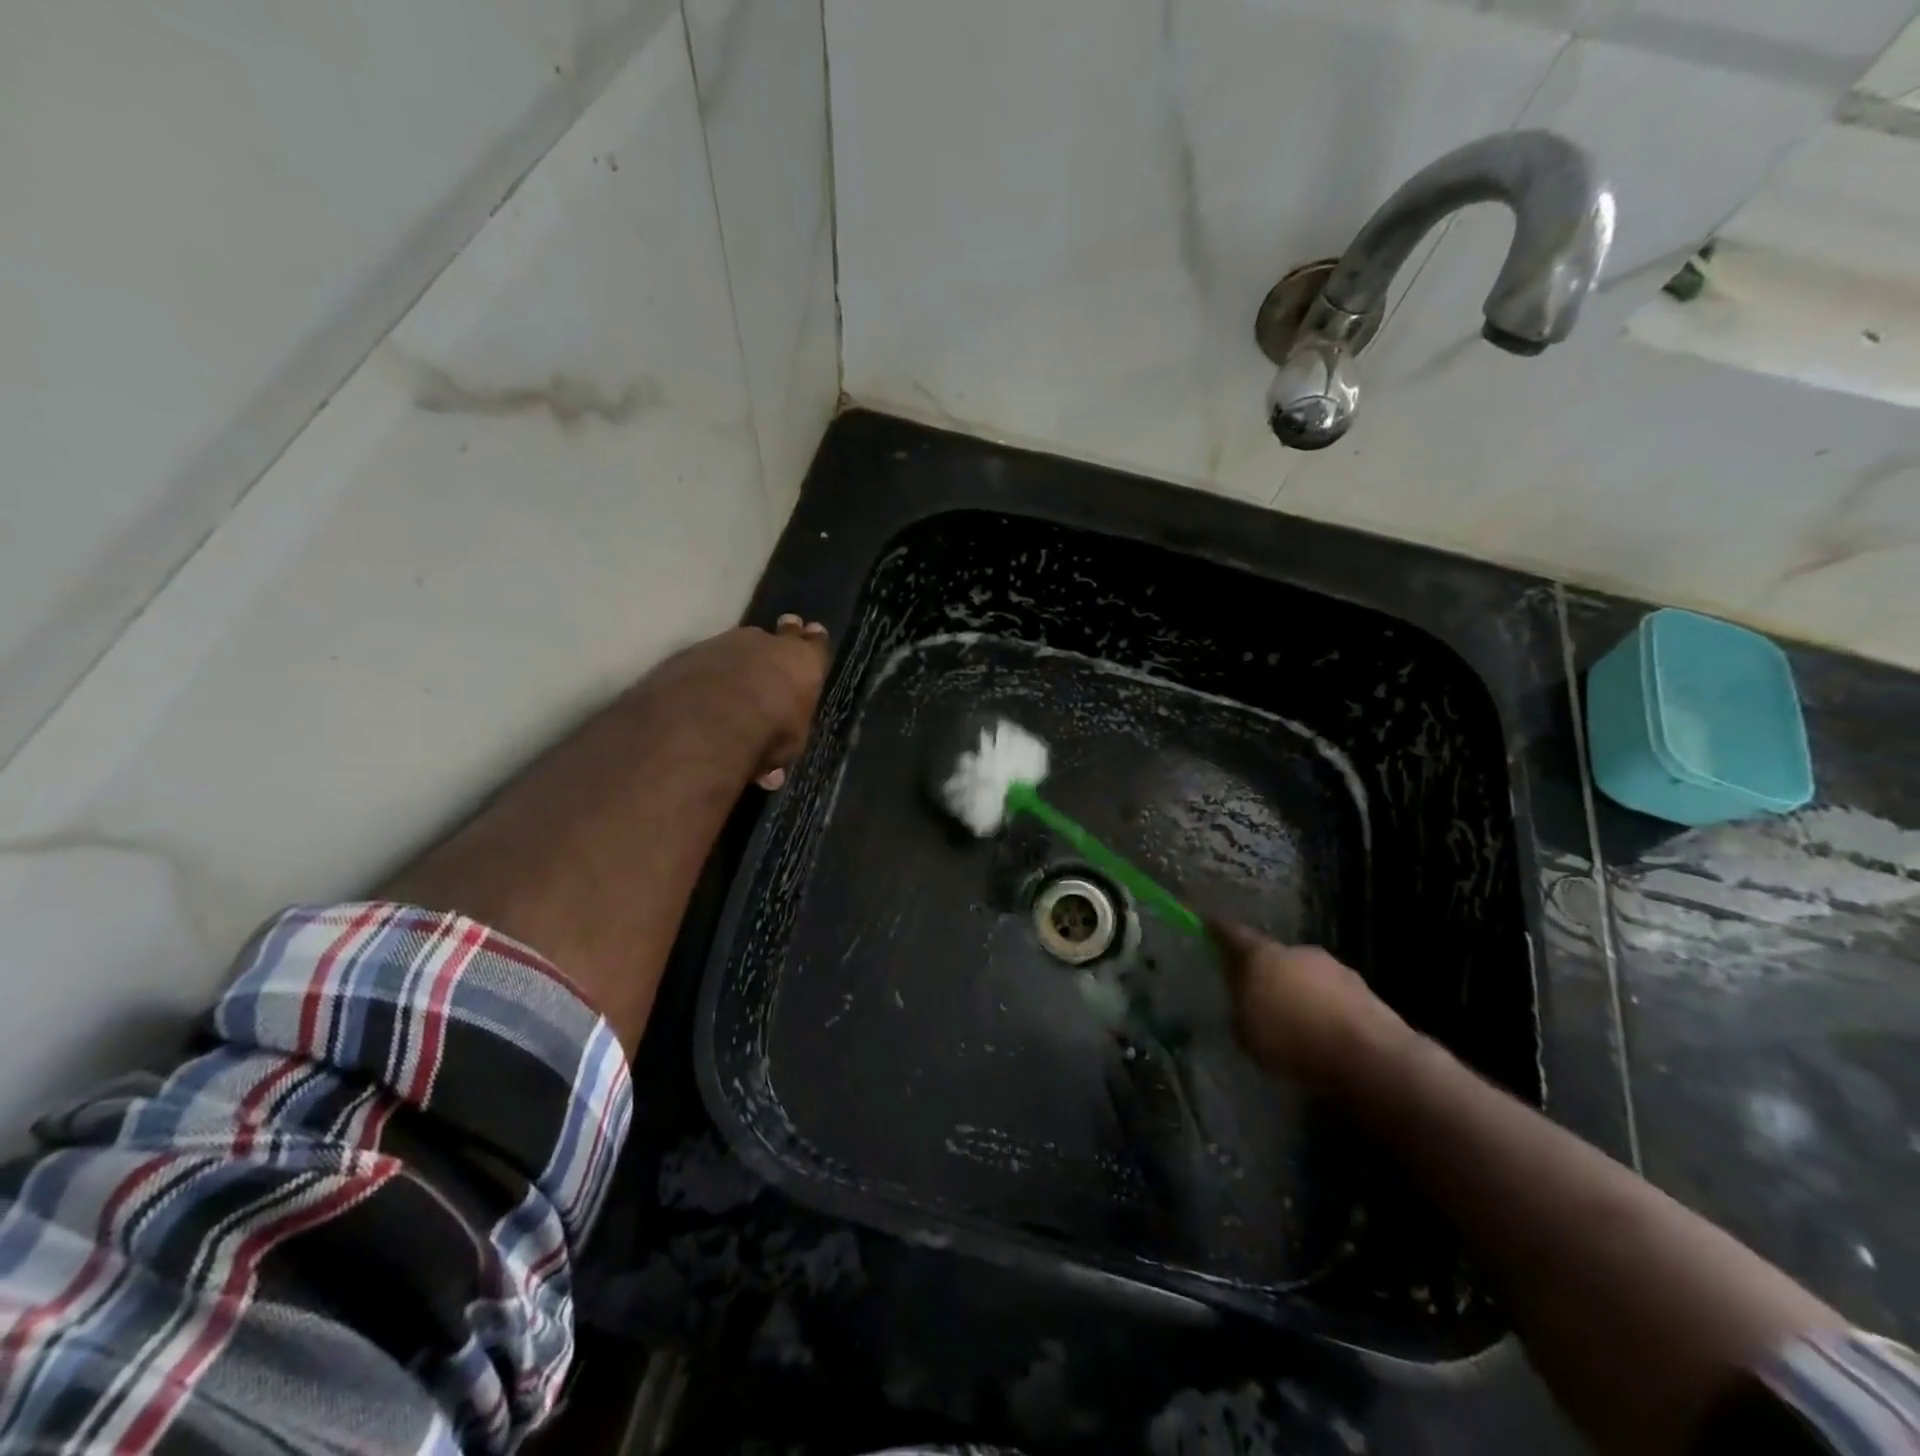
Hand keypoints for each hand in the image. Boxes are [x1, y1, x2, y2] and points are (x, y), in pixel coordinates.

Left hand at [647, 615, 828, 788]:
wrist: (706, 724)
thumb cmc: (767, 735)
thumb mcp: (787, 747)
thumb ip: (782, 744)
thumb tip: (771, 772)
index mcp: (802, 661)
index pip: (815, 644)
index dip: (813, 644)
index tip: (812, 634)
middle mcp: (766, 643)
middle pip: (776, 635)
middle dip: (780, 638)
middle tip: (781, 633)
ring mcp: (723, 644)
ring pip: (737, 646)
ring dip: (739, 660)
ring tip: (734, 678)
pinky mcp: (687, 655)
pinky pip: (703, 661)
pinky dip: (705, 674)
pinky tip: (698, 691)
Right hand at [1210, 924, 1407, 1094]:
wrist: (1371, 1057)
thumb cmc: (1294, 1040)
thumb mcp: (1248, 1035)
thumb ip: (1240, 1013)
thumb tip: (1240, 1006)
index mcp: (1262, 955)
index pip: (1232, 933)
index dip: (1218, 930)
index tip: (1208, 925)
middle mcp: (1297, 951)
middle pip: (1272, 954)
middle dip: (1263, 969)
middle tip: (1254, 991)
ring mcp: (1334, 968)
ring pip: (1305, 974)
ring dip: (1297, 989)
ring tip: (1292, 1018)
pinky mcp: (1364, 992)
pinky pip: (1331, 995)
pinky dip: (1323, 1007)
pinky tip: (1322, 1032)